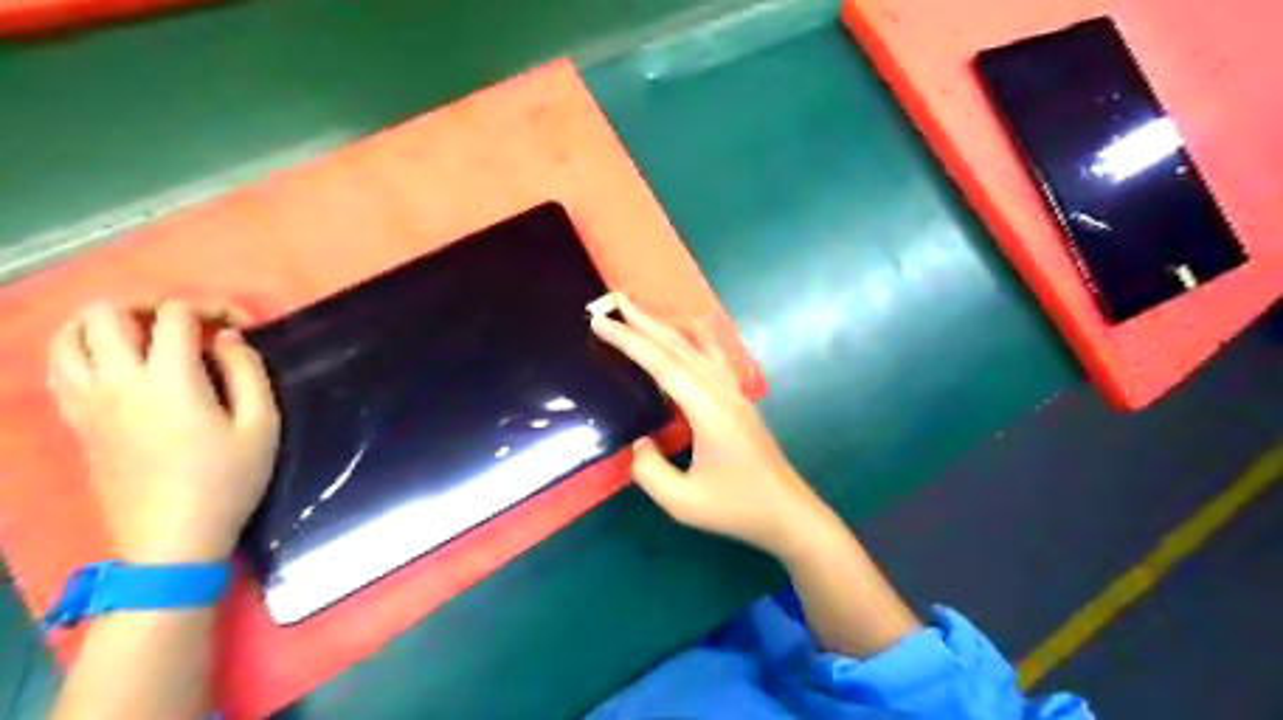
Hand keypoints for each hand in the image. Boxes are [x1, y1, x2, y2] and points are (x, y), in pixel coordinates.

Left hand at [49, 297, 281, 563]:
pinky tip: (115, 361)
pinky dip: (81, 348)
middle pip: (106, 313)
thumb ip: (247, 373)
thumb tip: (227, 338)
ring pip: (67, 335)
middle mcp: (118, 382)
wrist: (173, 537)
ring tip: (145, 334)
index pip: (174, 315)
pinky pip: (58, 366)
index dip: (211, 307)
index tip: (240, 327)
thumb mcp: (262, 425)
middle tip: (186, 322)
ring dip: (106, 322)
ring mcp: (88, 401)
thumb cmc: (229, 480)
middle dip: (150, 304)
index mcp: (170, 381)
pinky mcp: (76, 421)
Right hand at [588, 295, 837, 559]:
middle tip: (614, 299)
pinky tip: (690, 330)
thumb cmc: (737, 507)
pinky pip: (714, 355)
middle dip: (644, 321)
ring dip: (668, 325)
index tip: (601, 322)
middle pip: (678, 346)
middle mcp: (721, 390)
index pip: (662, 364)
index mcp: (707, 408)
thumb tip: (639, 443)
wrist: (787, 512)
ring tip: (643, 310)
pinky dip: (696, 336)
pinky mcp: (738, 398)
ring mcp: (733, 391)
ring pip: (697, 345)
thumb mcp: (683, 501)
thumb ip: (650, 472)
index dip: (630, 341)